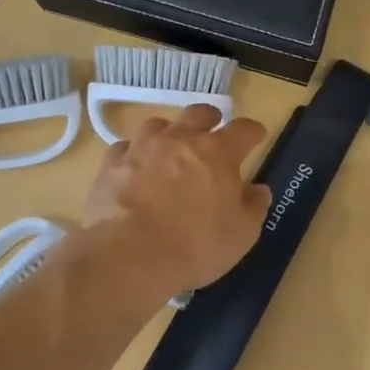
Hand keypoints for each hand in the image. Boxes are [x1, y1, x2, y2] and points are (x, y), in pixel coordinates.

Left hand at [83, 103, 271, 291]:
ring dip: (169, 133)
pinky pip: (125, 147)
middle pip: (199, 114)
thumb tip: (257, 189)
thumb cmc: (195, 246)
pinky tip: (135, 168)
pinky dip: (134, 154)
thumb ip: (253, 206)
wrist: (129, 255)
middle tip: (213, 131)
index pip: (244, 129)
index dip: (253, 132)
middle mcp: (180, 139)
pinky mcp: (112, 164)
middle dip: (210, 119)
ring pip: (158, 125)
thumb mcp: (242, 234)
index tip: (256, 137)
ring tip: (170, 149)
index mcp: (218, 152)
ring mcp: (142, 148)